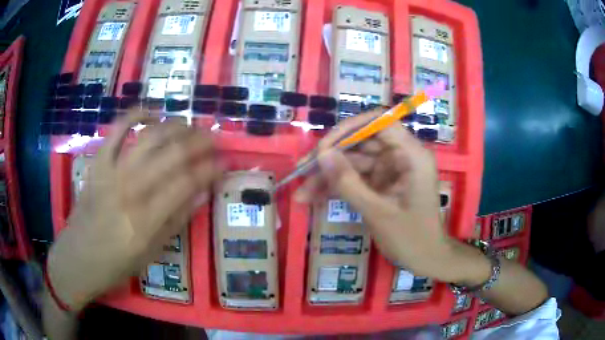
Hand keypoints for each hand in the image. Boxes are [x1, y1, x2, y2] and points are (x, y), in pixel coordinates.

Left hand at [47, 111, 220, 310]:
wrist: (77, 258)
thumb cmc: (115, 265)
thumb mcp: (150, 254)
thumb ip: (175, 222)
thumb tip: (201, 193)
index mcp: (145, 221)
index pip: (186, 184)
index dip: (210, 170)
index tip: (225, 162)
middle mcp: (130, 190)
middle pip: (172, 154)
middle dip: (199, 141)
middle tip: (214, 138)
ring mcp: (111, 172)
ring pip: (149, 137)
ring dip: (175, 126)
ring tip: (189, 126)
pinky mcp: (98, 162)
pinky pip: (117, 130)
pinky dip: (135, 115)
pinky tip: (151, 113)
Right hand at [296, 111, 488, 283]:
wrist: (426, 259)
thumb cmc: (411, 238)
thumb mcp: (378, 212)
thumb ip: (348, 183)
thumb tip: (322, 155)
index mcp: (411, 154)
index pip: (380, 122)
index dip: (350, 128)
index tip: (325, 146)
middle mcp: (401, 155)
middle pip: (361, 143)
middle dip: (331, 158)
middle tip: (302, 171)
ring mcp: (390, 170)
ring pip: (354, 163)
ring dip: (328, 177)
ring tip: (302, 194)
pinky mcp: (382, 183)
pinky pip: (357, 178)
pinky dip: (337, 188)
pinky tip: (314, 198)